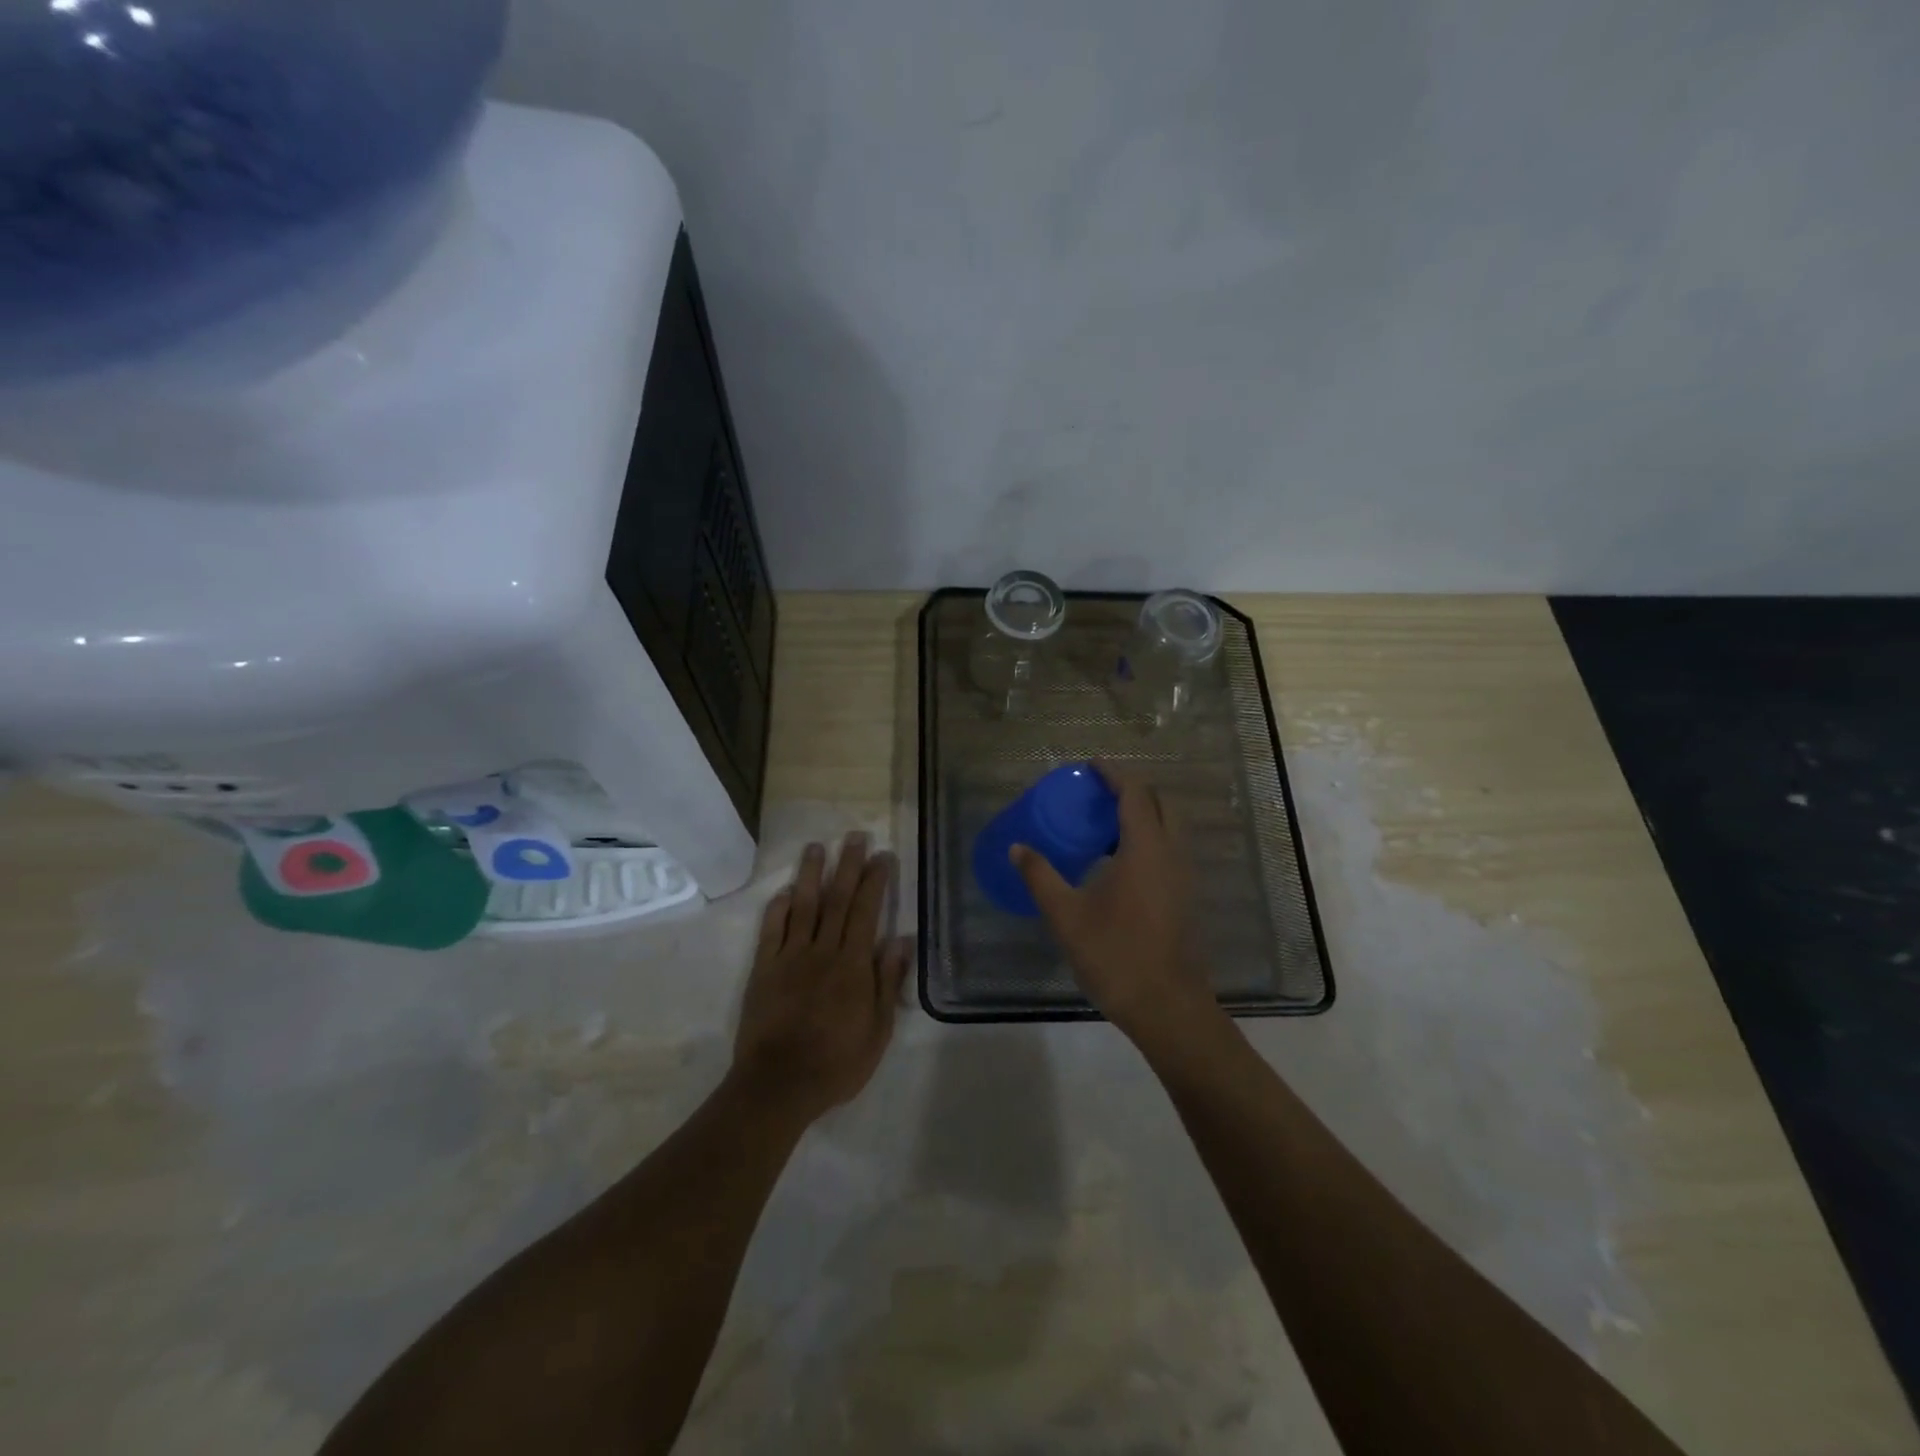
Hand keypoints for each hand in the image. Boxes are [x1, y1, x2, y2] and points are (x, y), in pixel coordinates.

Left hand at [732, 834, 910, 1122]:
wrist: (778, 1084)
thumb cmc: (836, 1062)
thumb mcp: (878, 1030)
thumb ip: (888, 982)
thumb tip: (902, 939)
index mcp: (853, 964)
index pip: (867, 911)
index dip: (875, 881)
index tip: (882, 855)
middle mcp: (822, 950)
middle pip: (837, 899)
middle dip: (848, 865)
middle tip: (854, 836)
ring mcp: (789, 957)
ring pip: (803, 906)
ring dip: (810, 874)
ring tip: (816, 847)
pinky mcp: (763, 969)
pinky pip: (771, 930)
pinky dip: (777, 908)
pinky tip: (783, 891)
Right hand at [1012, 767, 1220, 1047]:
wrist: (1167, 1007)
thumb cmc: (1115, 955)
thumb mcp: (1066, 915)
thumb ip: (1040, 876)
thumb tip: (1016, 847)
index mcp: (1145, 849)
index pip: (1135, 795)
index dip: (1114, 775)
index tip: (1092, 766)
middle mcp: (1172, 854)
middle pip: (1161, 804)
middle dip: (1133, 790)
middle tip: (1099, 793)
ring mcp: (1184, 877)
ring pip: (1171, 828)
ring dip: (1144, 815)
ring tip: (1106, 824)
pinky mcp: (1186, 897)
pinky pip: (1171, 850)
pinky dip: (1150, 839)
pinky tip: (1121, 863)